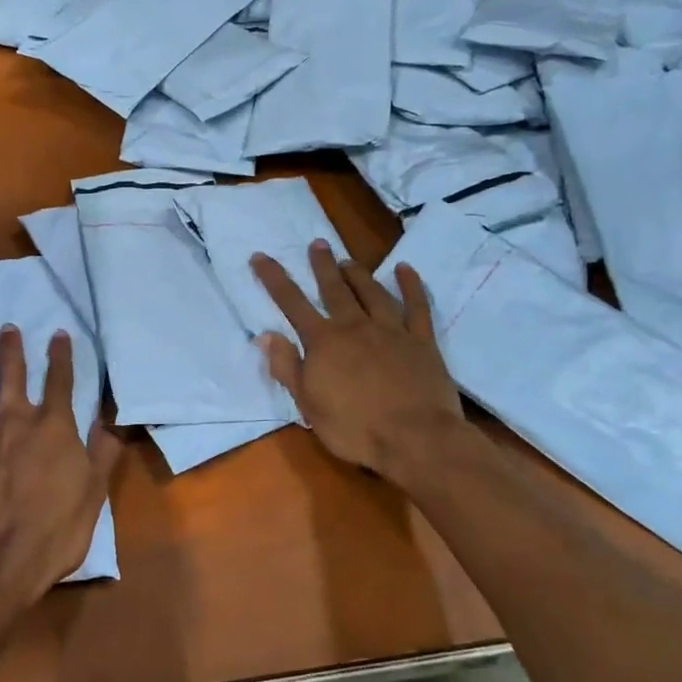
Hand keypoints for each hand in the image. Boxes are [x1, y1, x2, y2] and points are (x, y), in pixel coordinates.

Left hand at [0, 326, 120, 615]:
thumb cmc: (55, 529)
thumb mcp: (94, 493)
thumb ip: (102, 452)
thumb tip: (110, 420)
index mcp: (51, 427)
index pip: (60, 380)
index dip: (61, 355)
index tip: (58, 333)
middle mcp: (11, 422)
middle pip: (9, 375)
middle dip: (9, 349)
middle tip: (5, 329)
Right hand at [251, 241, 472, 479]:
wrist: (416, 438)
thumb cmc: (355, 428)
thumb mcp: (308, 405)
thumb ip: (287, 367)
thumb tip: (266, 335)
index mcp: (324, 342)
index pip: (292, 303)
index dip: (274, 278)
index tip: (260, 256)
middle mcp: (355, 326)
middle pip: (334, 289)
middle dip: (322, 266)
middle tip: (316, 243)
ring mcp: (391, 330)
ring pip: (372, 292)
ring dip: (358, 274)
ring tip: (348, 260)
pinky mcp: (421, 341)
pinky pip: (416, 307)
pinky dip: (411, 286)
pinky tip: (405, 270)